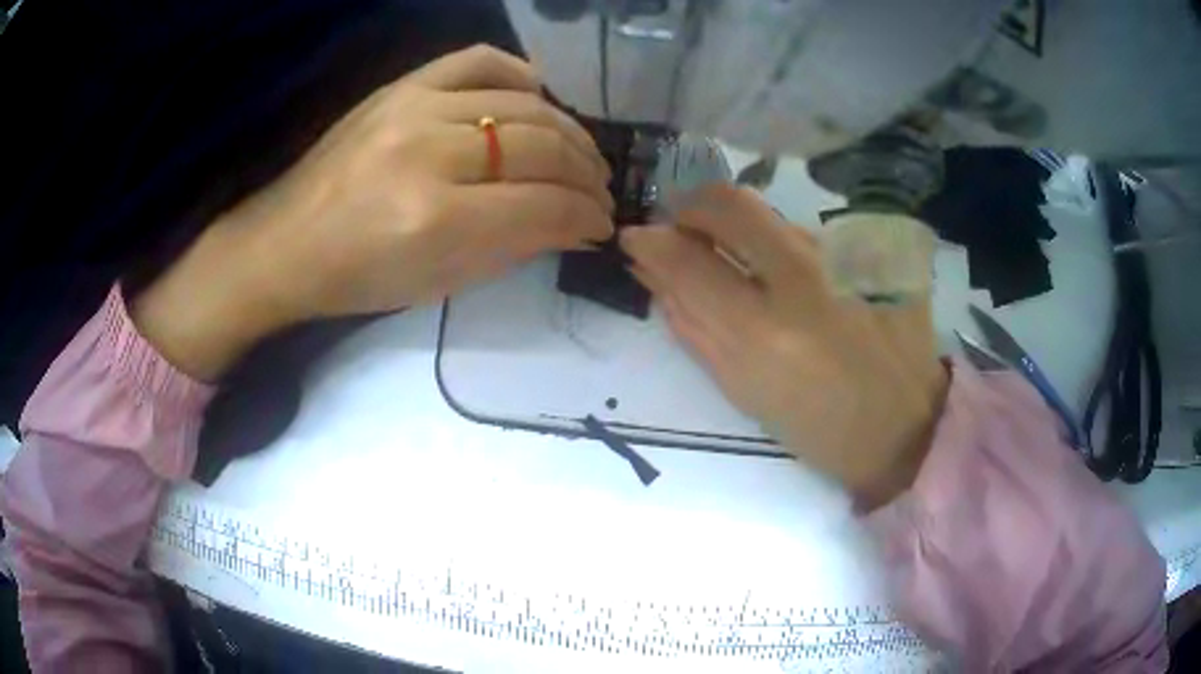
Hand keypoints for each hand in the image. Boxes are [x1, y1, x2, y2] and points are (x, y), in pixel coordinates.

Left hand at [133, 46, 614, 379]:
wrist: (286, 244)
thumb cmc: (358, 280)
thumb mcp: (440, 283)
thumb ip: (514, 248)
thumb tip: (575, 227)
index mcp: (435, 219)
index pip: (544, 205)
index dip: (586, 216)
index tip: (602, 224)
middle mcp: (429, 152)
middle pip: (540, 149)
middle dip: (586, 175)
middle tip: (600, 192)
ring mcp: (413, 108)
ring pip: (522, 105)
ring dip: (567, 132)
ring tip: (580, 155)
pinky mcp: (400, 87)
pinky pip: (477, 62)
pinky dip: (519, 73)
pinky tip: (539, 94)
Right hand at [620, 185, 947, 509]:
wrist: (908, 428)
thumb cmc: (820, 429)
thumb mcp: (745, 394)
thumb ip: (695, 329)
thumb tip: (655, 275)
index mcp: (764, 334)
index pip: (687, 261)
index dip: (652, 242)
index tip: (638, 238)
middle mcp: (806, 280)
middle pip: (730, 203)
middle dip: (694, 208)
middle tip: (688, 231)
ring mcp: (849, 257)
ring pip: (775, 217)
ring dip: (746, 233)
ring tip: (754, 270)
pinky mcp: (880, 251)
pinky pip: (817, 232)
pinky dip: (794, 250)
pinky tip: (809, 282)